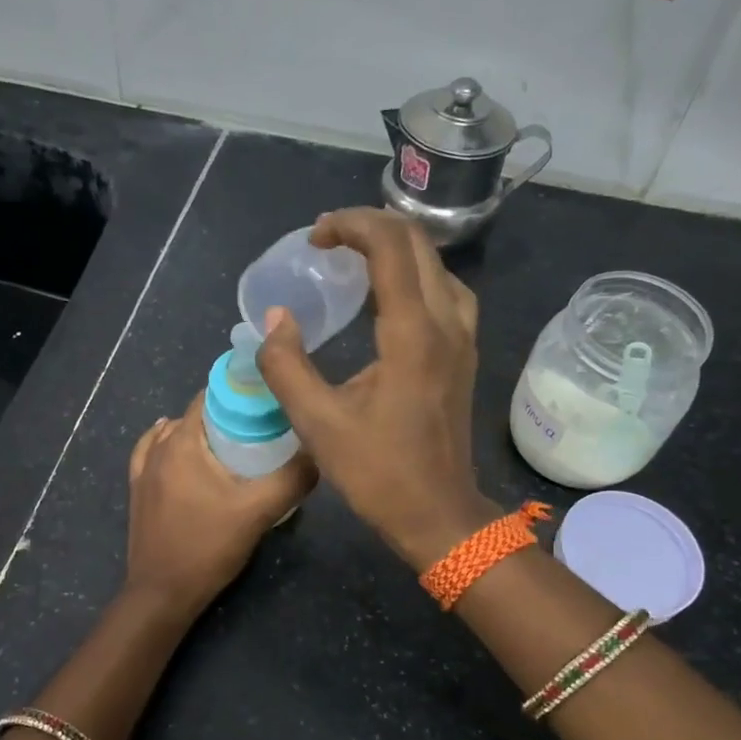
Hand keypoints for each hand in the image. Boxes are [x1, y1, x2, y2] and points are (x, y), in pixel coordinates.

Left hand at [124, 391, 315, 617]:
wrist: (162, 593)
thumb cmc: (208, 547)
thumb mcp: (258, 512)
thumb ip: (292, 479)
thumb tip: (318, 453)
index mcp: (182, 442)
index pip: (211, 396)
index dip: (242, 392)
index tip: (271, 401)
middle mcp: (158, 448)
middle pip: (196, 415)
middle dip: (228, 414)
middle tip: (263, 427)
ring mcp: (143, 470)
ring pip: (174, 434)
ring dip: (201, 431)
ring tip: (232, 442)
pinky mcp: (138, 492)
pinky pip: (152, 453)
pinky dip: (170, 444)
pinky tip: (184, 452)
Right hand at [257, 209, 497, 569]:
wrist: (439, 514)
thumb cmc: (379, 473)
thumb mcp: (318, 424)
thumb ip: (286, 366)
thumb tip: (275, 319)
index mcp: (412, 333)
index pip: (390, 245)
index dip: (350, 225)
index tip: (315, 238)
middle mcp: (447, 323)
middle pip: (418, 243)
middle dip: (371, 227)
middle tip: (328, 241)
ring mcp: (463, 338)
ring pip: (437, 264)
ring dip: (397, 249)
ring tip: (356, 259)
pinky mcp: (465, 354)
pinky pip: (446, 291)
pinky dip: (415, 275)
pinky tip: (389, 296)